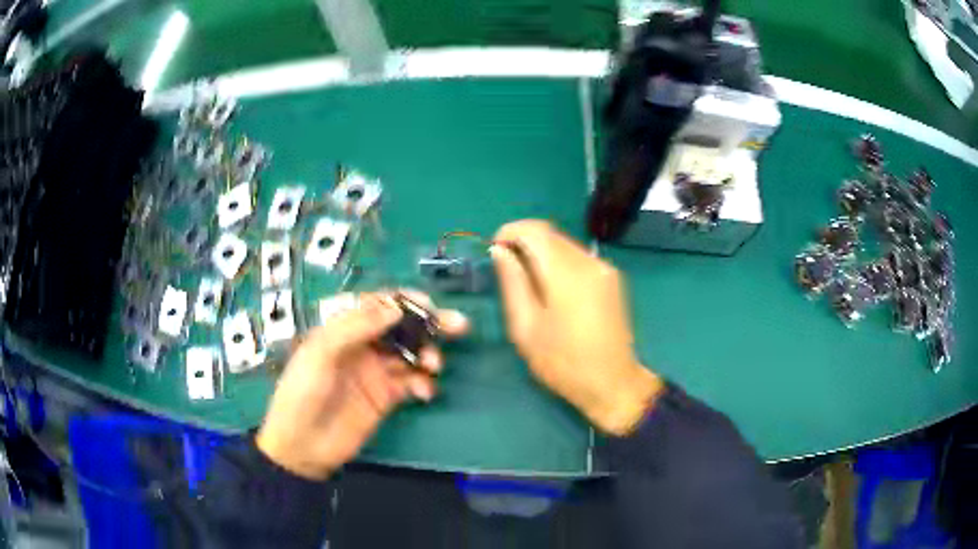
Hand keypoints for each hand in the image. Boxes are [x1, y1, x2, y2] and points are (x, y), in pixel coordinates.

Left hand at [256, 291, 468, 479]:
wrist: (302, 445)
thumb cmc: (302, 393)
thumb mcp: (320, 353)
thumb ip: (355, 327)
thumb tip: (395, 308)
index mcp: (344, 329)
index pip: (379, 305)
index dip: (406, 302)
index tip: (429, 306)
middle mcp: (363, 346)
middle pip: (402, 327)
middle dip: (430, 324)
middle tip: (459, 325)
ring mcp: (376, 373)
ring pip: (412, 354)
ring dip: (428, 355)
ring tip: (434, 365)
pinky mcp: (386, 398)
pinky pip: (412, 383)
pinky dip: (424, 384)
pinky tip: (426, 392)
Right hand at [491, 220, 663, 435]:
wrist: (613, 383)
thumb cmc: (563, 362)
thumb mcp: (526, 327)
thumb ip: (513, 283)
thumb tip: (500, 251)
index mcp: (567, 272)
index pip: (535, 230)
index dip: (510, 231)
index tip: (494, 250)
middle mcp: (590, 262)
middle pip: (551, 234)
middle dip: (524, 242)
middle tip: (506, 268)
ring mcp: (605, 269)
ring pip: (566, 245)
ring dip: (542, 253)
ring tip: (527, 282)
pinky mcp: (613, 280)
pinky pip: (579, 259)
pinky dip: (560, 264)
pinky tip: (552, 291)